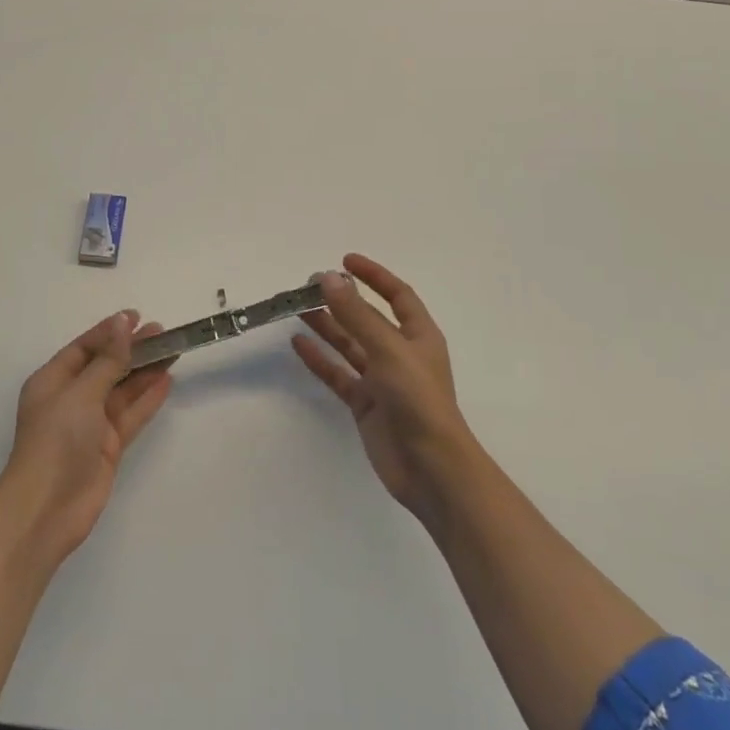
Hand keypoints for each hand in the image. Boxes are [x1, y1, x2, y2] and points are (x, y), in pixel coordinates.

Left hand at [3, 310, 172, 560]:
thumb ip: (108, 360)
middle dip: (131, 349)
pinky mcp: (107, 446)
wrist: (47, 509)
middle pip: (106, 366)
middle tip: (162, 332)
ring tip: (172, 351)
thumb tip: (122, 323)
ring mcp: (90, 424)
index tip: (136, 317)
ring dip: (144, 371)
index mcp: (52, 381)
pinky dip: (147, 398)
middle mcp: (71, 399)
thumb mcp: (81, 393)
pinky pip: (130, 415)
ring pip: (122, 390)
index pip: (84, 348)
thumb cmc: (56, 441)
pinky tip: (166, 381)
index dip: (109, 332)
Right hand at [293, 255, 479, 519]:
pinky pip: (338, 373)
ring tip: (298, 308)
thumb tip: (328, 277)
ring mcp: (382, 380)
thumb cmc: (418, 400)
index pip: (397, 295)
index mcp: (418, 336)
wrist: (431, 469)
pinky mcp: (365, 404)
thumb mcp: (388, 349)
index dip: (374, 276)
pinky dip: (320, 358)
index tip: (345, 260)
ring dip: (327, 325)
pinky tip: (298, 344)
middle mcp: (400, 353)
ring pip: (349, 344)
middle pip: (367, 318)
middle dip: (342, 300)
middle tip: (309, 285)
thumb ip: (356, 314)